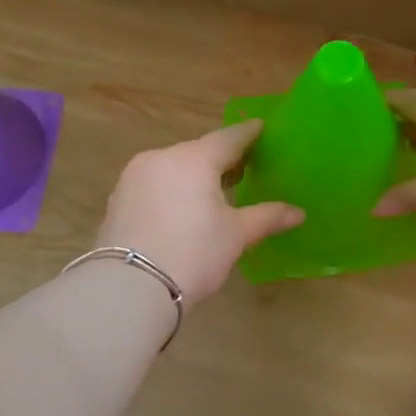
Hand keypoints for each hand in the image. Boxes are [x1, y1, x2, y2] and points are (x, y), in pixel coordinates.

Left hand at [95, 119, 303, 302]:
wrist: (130, 287)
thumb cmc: (193, 252)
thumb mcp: (236, 235)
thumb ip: (267, 217)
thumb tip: (298, 213)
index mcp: (194, 159)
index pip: (228, 138)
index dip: (248, 134)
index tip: (261, 129)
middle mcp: (161, 158)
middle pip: (198, 152)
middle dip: (221, 159)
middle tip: (243, 168)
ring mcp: (134, 178)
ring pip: (173, 168)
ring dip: (194, 176)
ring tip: (214, 192)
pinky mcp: (118, 200)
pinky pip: (154, 186)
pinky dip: (172, 191)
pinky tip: (183, 210)